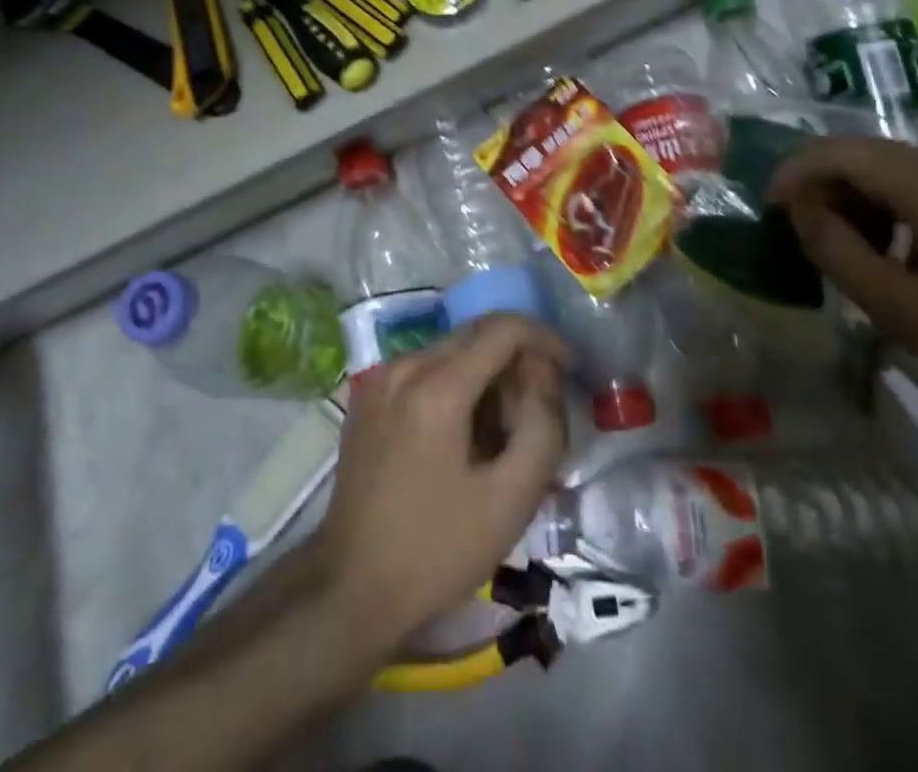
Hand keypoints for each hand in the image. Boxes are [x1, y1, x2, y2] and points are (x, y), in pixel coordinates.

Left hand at [312, 315, 567, 655]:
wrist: (350, 589)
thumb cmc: (436, 550)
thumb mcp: (510, 499)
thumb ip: (543, 425)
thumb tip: (545, 372)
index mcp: (436, 387)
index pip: (503, 328)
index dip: (544, 338)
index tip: (567, 370)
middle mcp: (404, 366)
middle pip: (476, 334)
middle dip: (516, 360)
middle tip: (535, 414)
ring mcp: (380, 378)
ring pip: (452, 350)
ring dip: (487, 374)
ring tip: (501, 433)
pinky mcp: (368, 395)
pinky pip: (425, 368)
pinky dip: (456, 383)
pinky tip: (463, 436)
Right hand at [769, 136, 917, 417]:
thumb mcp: (903, 311)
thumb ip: (840, 253)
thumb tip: (799, 210)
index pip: (844, 153)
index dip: (797, 171)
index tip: (771, 207)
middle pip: (861, 150)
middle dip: (819, 182)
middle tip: (800, 229)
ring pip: (883, 161)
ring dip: (848, 192)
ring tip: (840, 242)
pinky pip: (910, 177)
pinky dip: (878, 199)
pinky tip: (882, 243)